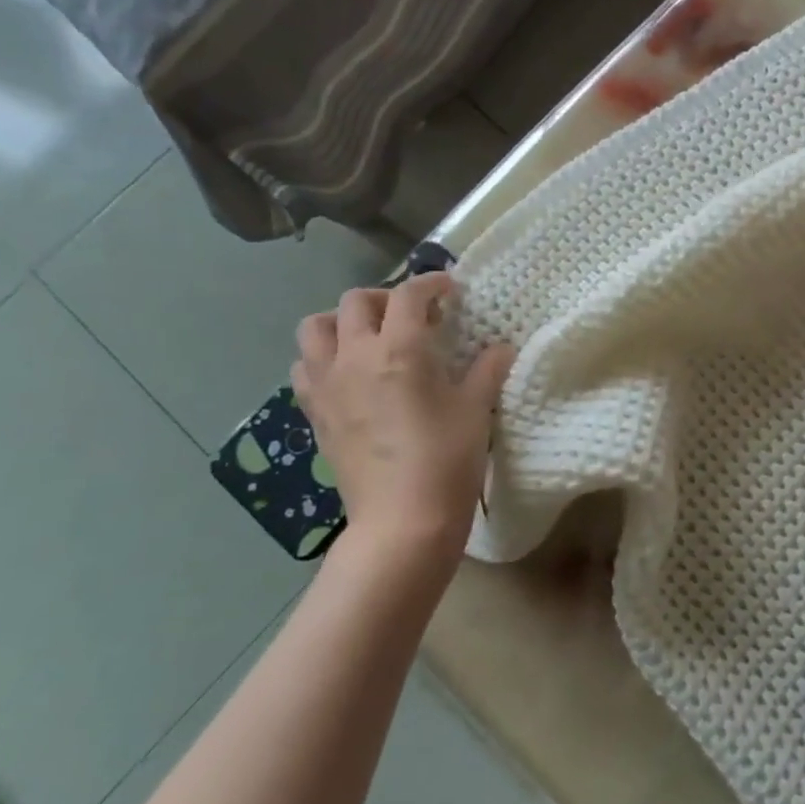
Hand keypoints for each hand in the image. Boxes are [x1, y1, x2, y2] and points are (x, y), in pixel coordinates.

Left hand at [292, 275, 514, 572]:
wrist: (403, 520)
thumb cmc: (447, 458)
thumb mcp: (476, 408)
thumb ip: (488, 369)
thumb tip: (500, 348)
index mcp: (400, 348)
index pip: (409, 294)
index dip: (431, 283)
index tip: (449, 289)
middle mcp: (355, 356)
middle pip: (355, 302)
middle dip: (385, 298)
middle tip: (411, 316)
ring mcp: (327, 385)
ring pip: (314, 328)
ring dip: (341, 322)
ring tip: (368, 338)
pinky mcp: (314, 413)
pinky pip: (304, 368)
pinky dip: (322, 359)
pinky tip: (348, 375)